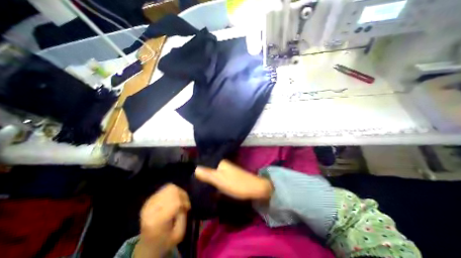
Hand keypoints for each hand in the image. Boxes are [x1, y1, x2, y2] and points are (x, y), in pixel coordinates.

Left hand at [133, 183, 190, 257]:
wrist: (147, 246)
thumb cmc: (165, 241)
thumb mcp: (179, 234)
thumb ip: (183, 216)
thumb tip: (183, 202)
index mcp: (156, 222)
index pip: (175, 202)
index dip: (184, 201)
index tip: (187, 208)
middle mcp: (150, 210)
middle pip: (171, 191)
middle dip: (182, 195)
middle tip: (184, 204)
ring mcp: (148, 203)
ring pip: (168, 187)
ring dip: (178, 192)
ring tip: (179, 201)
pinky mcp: (149, 200)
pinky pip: (164, 189)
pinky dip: (172, 192)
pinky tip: (173, 200)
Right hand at [195, 160, 272, 200]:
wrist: (255, 188)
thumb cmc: (237, 184)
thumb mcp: (220, 180)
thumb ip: (207, 174)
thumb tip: (195, 168)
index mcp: (219, 162)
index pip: (204, 162)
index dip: (196, 168)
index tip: (188, 175)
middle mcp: (222, 164)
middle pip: (208, 167)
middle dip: (200, 173)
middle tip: (190, 181)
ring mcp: (226, 169)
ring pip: (212, 172)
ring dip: (206, 177)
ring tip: (196, 183)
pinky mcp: (229, 175)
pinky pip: (217, 176)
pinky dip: (212, 180)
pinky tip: (208, 185)